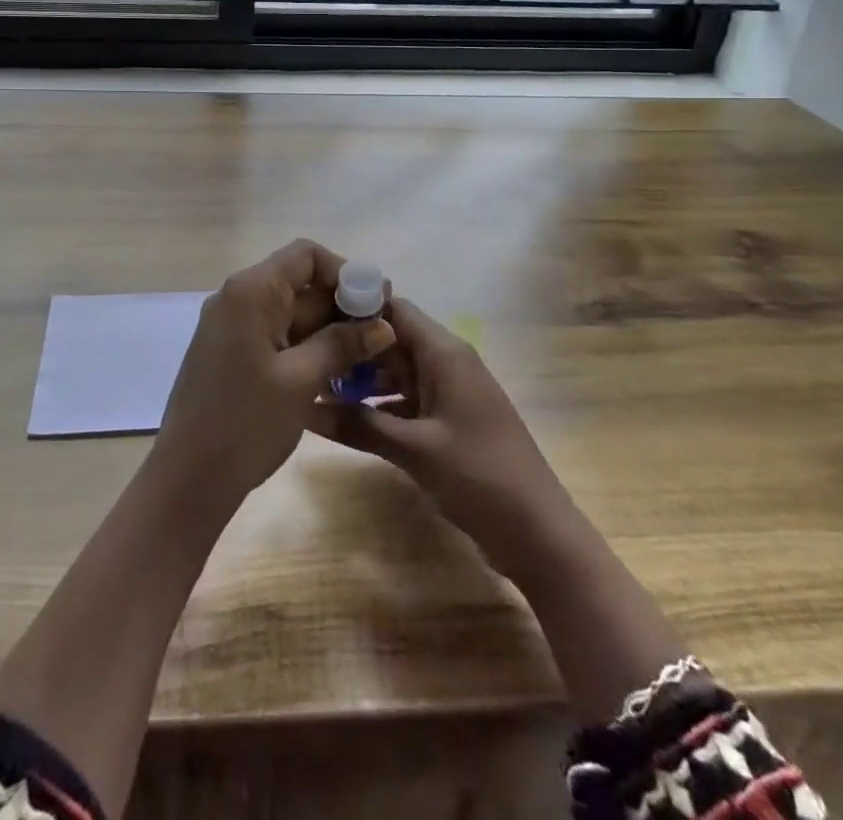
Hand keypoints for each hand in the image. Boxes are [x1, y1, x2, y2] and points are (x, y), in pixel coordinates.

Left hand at [155, 239, 395, 503]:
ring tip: (367, 359)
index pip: (305, 255)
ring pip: (290, 313)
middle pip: (299, 284)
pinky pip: (275, 336)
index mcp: (251, 291)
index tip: (373, 305)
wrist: (189, 477)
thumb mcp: (302, 380)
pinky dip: (305, 347)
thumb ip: (342, 344)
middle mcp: (237, 298)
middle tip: (380, 337)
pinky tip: (335, 373)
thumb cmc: (247, 422)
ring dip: (327, 331)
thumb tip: (382, 325)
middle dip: (340, 306)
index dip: (343, 272)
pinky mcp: (230, 353)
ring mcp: (231, 327)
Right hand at [305, 298, 571, 582]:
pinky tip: (348, 418)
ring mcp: (451, 392)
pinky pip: (408, 397)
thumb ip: (358, 424)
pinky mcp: (450, 420)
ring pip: (398, 370)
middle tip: (306, 357)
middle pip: (392, 338)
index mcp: (444, 353)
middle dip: (352, 347)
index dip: (354, 308)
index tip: (312, 318)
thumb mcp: (413, 449)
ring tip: (316, 386)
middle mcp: (447, 362)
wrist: (539, 533)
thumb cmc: (478, 477)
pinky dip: (381, 403)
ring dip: (363, 378)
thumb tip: (303, 407)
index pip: (393, 308)